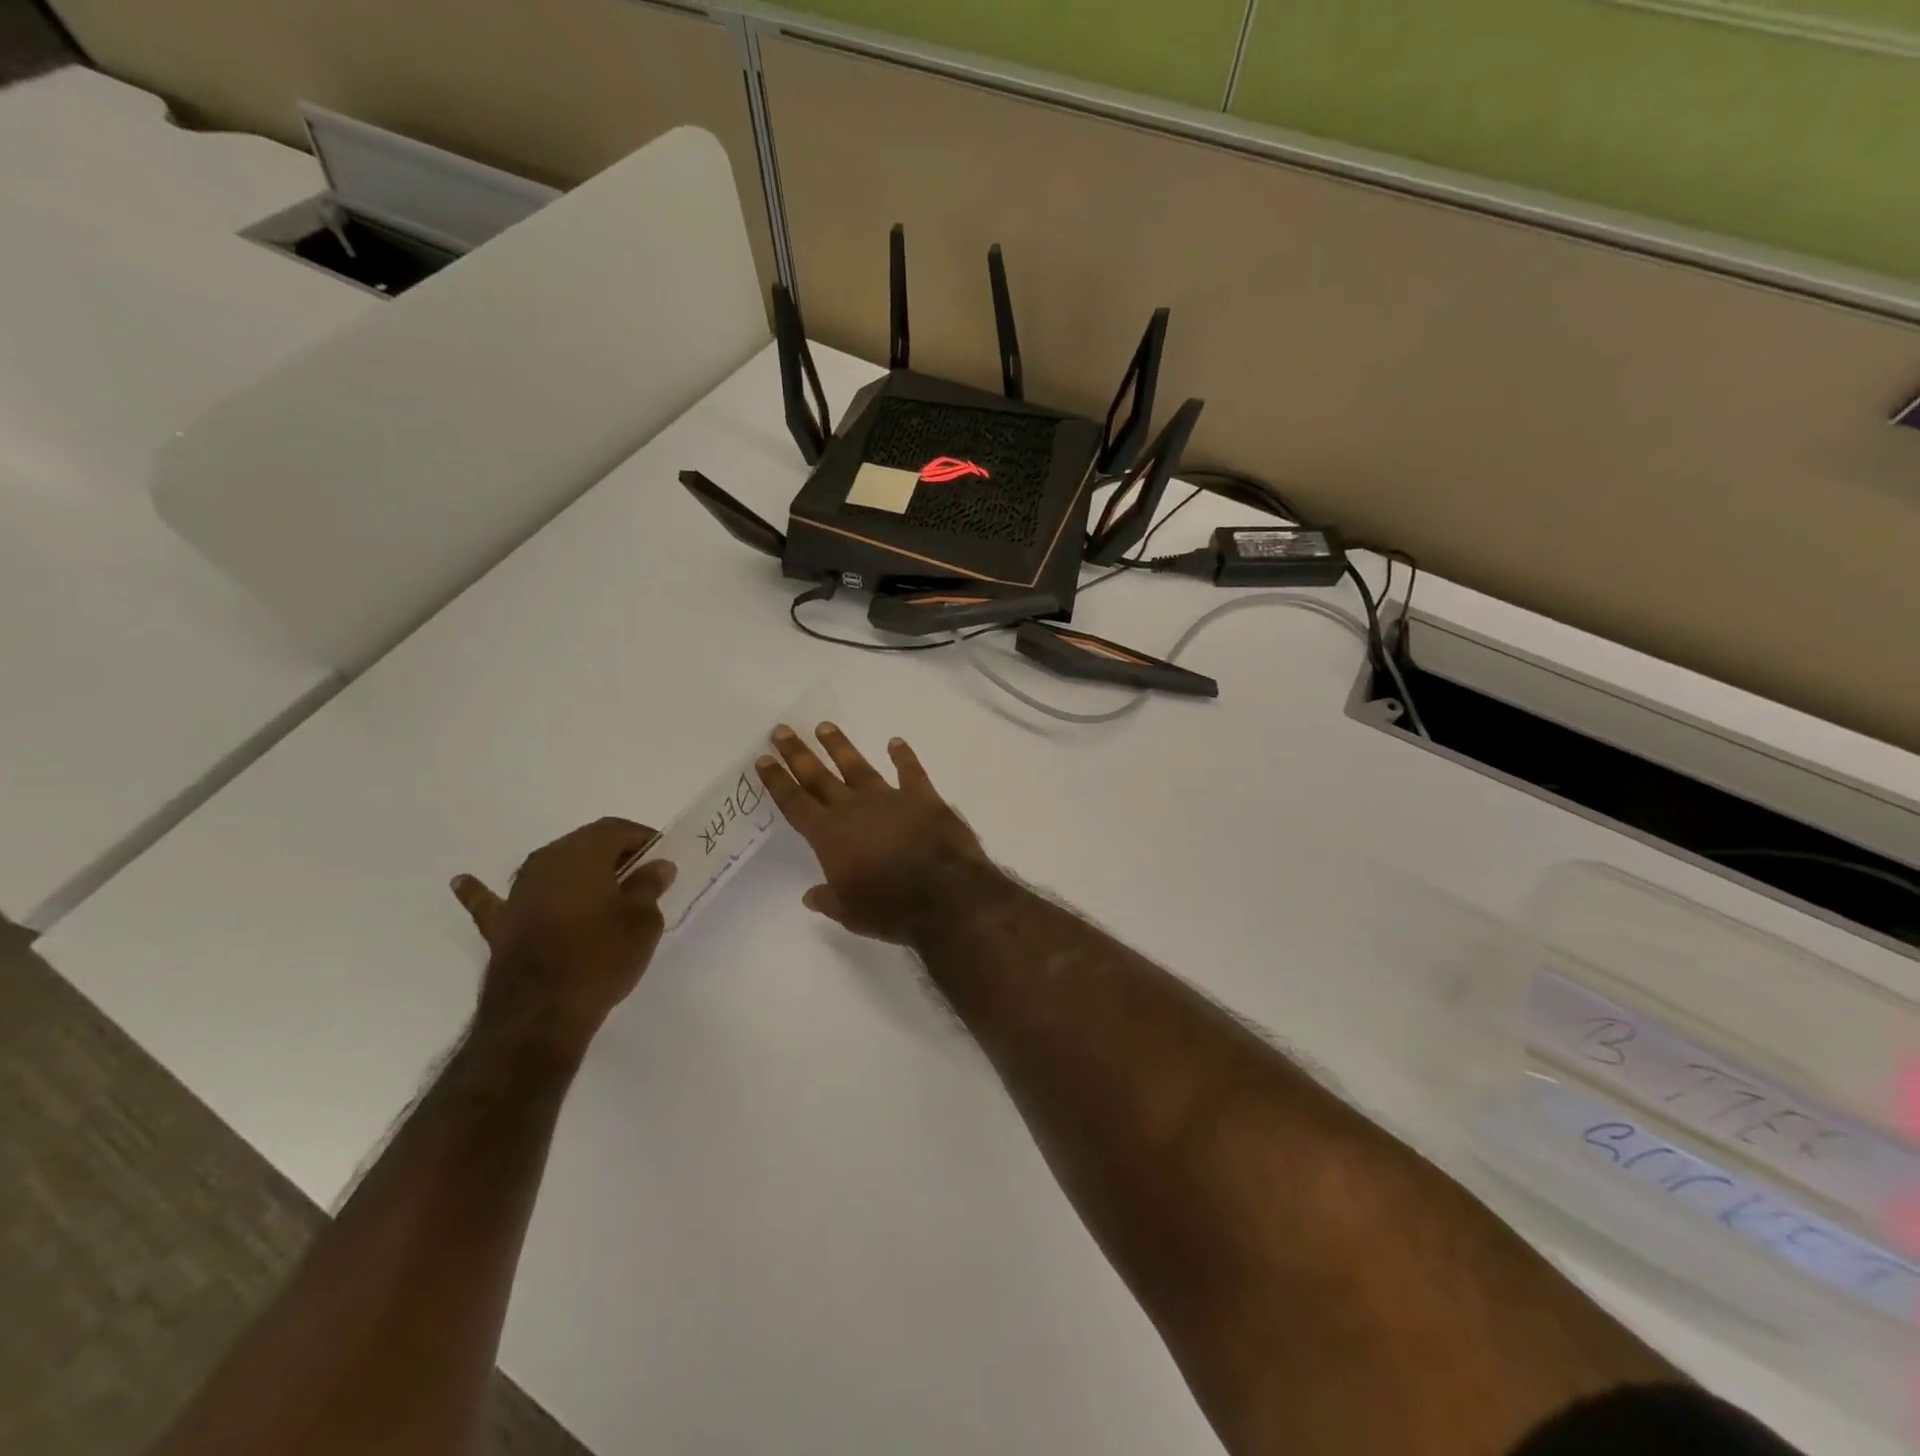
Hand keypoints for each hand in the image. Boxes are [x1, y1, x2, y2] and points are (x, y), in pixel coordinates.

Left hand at [451, 817, 676, 1053]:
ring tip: (599, 887)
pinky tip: (462, 882)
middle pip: (585, 845)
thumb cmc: (601, 957)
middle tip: (641, 878)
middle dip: (614, 856)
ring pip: (552, 869)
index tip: (662, 859)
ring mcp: (517, 893)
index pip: (617, 829)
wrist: (540, 1014)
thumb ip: (649, 887)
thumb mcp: (642, 920)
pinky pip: (494, 901)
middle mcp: (544, 862)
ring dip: (576, 873)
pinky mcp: (501, 925)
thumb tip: (656, 867)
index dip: (643, 839)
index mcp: (582, 853)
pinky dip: (483, 892)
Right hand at [757, 723, 992, 943]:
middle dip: (799, 754)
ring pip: (858, 766)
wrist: (947, 895)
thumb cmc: (891, 908)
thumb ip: (829, 899)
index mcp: (830, 836)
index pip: (795, 803)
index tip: (764, 760)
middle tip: (782, 731)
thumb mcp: (851, 913)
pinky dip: (904, 757)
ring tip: (824, 726)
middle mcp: (855, 809)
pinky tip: (896, 742)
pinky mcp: (923, 798)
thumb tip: (812, 895)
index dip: (778, 781)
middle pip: (819, 776)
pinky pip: (910, 772)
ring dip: (840, 746)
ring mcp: (890, 798)